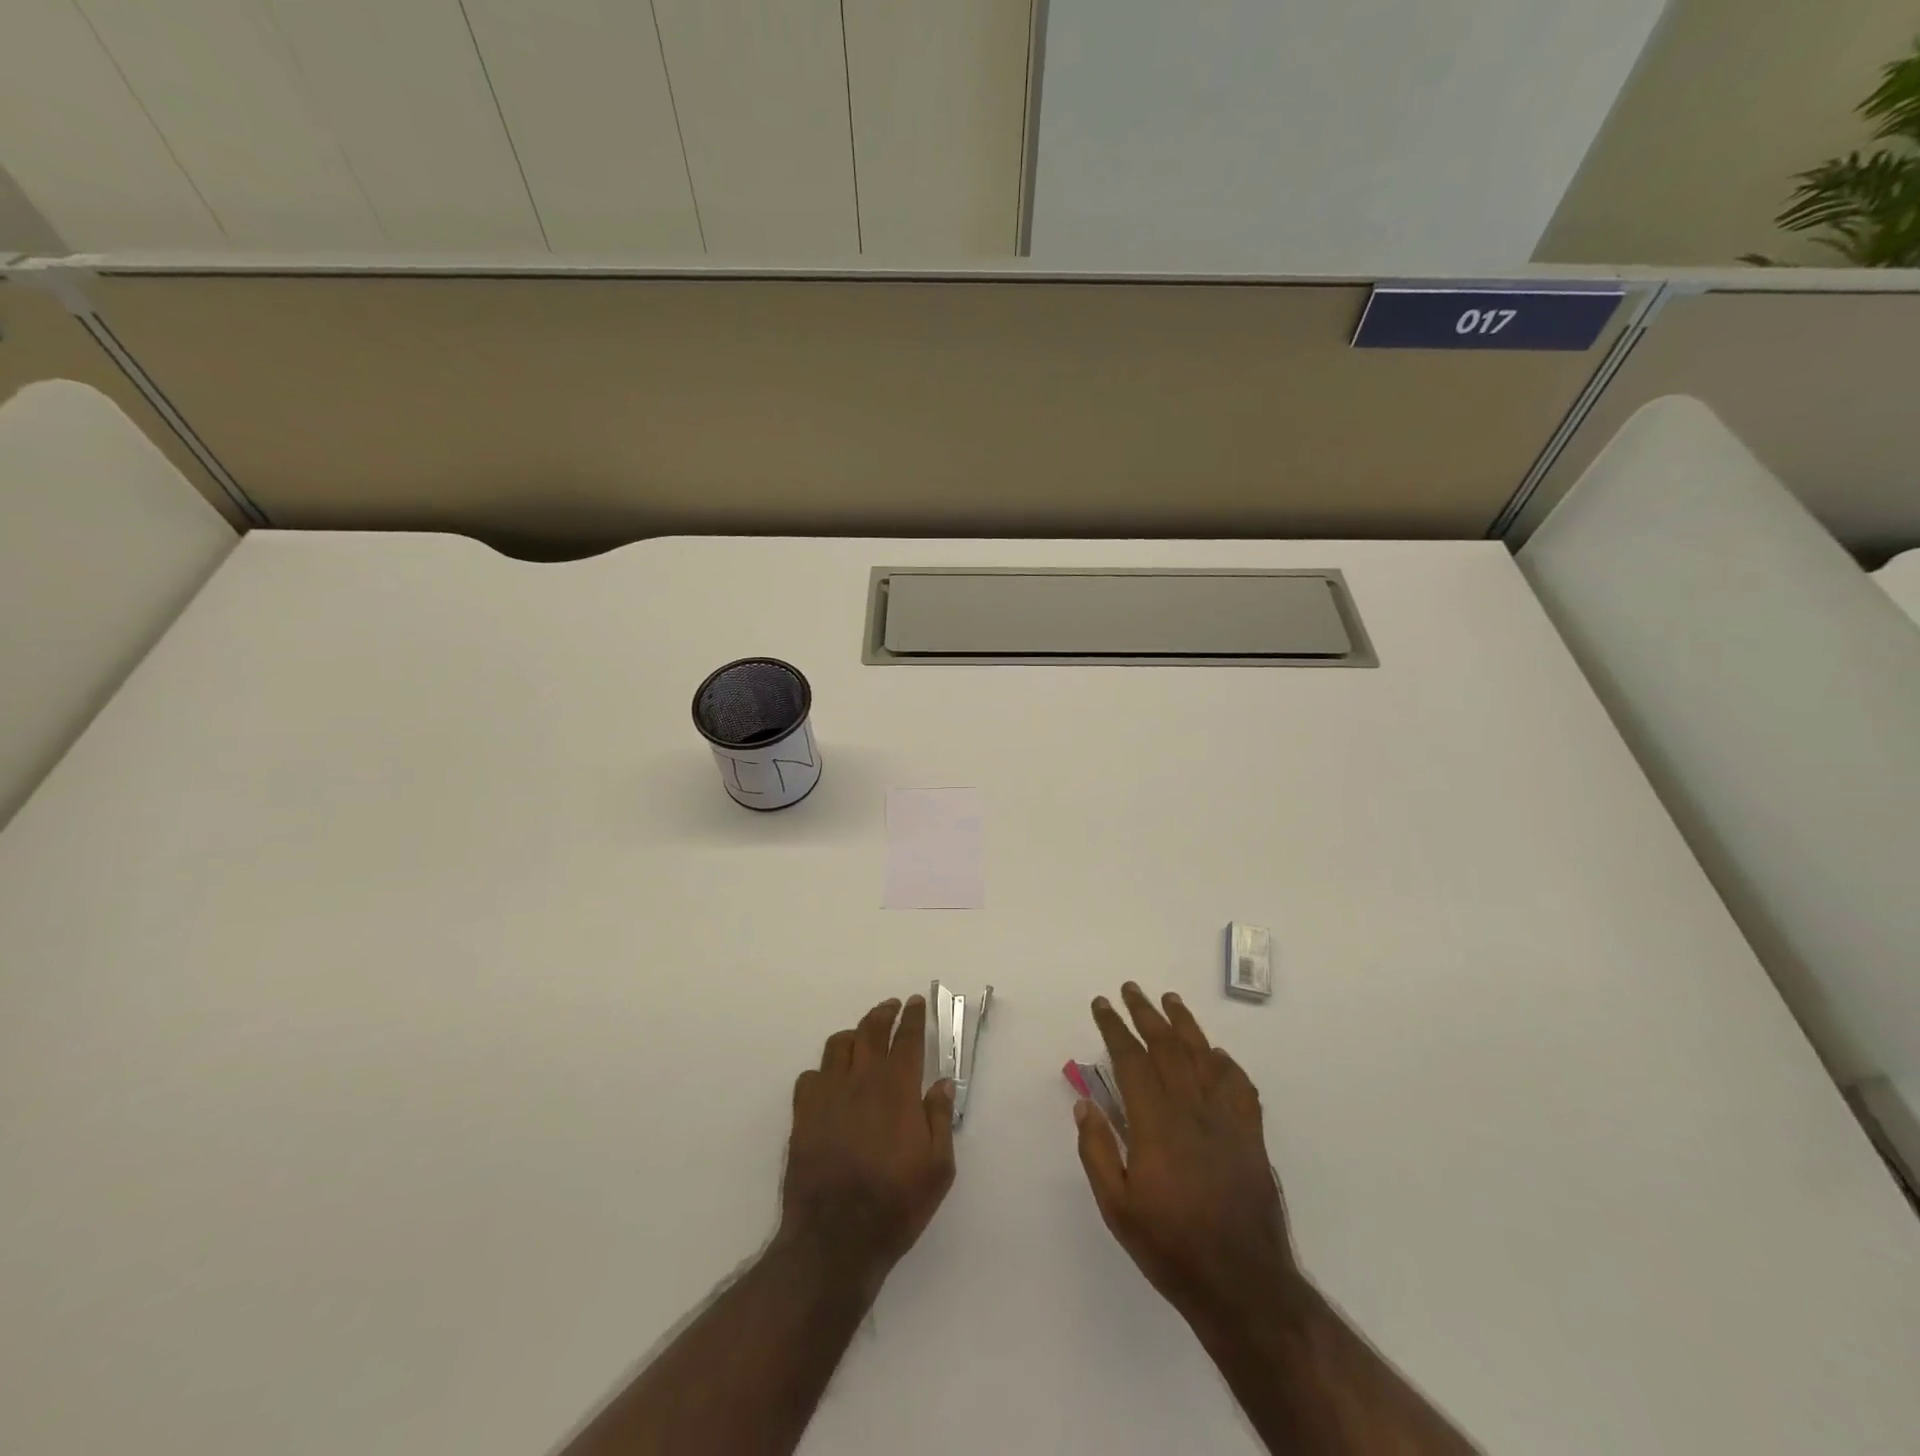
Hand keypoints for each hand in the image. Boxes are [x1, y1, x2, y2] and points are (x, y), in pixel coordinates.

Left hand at [779, 995, 955, 1294]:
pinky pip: (811, 1075)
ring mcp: (828, 1095)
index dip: (913, 1017)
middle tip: (893, 1006)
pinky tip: (831, 1081)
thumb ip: (941, 1119)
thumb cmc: (895, 1204)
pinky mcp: (803, 1114)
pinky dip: (824, 1070)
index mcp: (898, 1089)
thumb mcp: (937, 1168)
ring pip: (838, 1045)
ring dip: (854, 1034)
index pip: (907, 1038)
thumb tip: (943, 1083)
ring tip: (862, 1038)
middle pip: (871, 1030)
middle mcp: (862, 1080)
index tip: (916, 1002)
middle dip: (884, 1013)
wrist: (835, 1238)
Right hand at [1074, 982, 1296, 1330]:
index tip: (1101, 1004)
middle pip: (1166, 1047)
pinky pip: (1238, 1084)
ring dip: (1184, 1024)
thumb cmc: (1172, 1248)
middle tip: (1130, 989)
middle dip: (1145, 1013)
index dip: (1114, 1028)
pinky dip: (1224, 1062)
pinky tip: (1214, 1054)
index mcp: (1155, 1124)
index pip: (1130, 1060)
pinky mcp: (1250, 1134)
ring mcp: (1225, 1119)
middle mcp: (1191, 1110)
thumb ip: (1098, 1152)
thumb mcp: (1118, 1209)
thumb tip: (1085, 1105)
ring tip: (1169, 1000)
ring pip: (1203, 1056)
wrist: (1244, 1284)